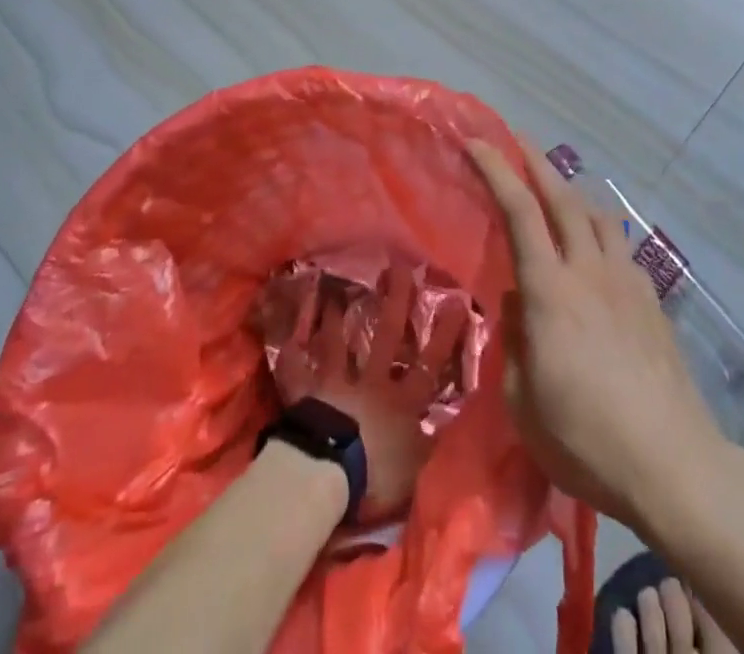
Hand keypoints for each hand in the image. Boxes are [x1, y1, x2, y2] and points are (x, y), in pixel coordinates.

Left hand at [270, 263, 464, 521]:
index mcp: (401, 402)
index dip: (444, 335)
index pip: (429, 363)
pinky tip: (287, 338)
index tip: (456, 301)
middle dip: (395, 301)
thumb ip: (429, 444)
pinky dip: (292, 355)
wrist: (325, 474)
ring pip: (339, 344)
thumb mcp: (415, 471)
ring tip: (338, 290)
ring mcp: (336, 385)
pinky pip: (297, 371)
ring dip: (338, 317)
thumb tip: (449, 422)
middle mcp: (371, 383)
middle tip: (398, 267)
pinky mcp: (306, 395)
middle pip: (386, 336)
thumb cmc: (375, 476)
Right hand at [468, 138, 720, 528]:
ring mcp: (627, 281)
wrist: (674, 463)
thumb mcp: (524, 403)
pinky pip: (620, 247)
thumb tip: (516, 302)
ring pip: (597, 214)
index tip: (477, 143)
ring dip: (571, 191)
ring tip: (556, 190)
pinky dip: (599, 232)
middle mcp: (589, 270)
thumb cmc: (587, 439)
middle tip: (516, 139)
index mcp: (551, 291)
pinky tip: (596, 252)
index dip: (497, 170)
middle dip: (536, 160)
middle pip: (563, 196)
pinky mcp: (652, 299)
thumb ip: (513, 342)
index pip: (520, 212)